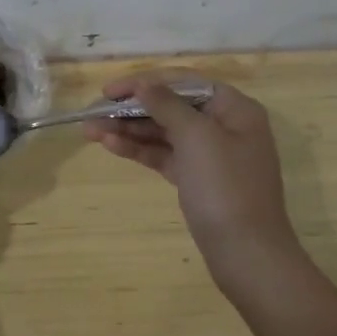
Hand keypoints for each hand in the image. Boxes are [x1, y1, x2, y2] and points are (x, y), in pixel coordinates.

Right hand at [84, 72, 302, 301]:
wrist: (246, 253)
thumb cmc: (225, 187)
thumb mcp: (197, 137)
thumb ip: (167, 105)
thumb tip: (144, 84)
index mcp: (234, 109)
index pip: (184, 82)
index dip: (145, 82)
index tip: (110, 91)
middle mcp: (223, 126)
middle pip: (171, 106)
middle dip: (131, 108)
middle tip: (93, 112)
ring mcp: (209, 156)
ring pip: (163, 132)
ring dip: (128, 129)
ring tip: (90, 131)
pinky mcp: (195, 179)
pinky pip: (163, 155)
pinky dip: (139, 150)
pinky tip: (110, 145)